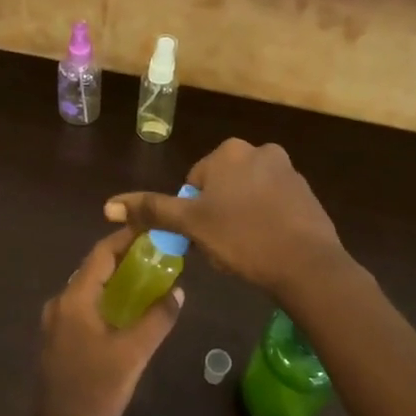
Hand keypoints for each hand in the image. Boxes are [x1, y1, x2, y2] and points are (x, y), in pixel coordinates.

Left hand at [35, 229, 184, 415]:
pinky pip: (87, 307)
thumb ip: (157, 319)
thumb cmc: (96, 391)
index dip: (126, 238)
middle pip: (95, 269)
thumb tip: (177, 292)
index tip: (153, 229)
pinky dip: (109, 300)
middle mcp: (60, 303)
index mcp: (74, 300)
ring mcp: (57, 323)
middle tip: (159, 254)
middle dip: (126, 258)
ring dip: (118, 280)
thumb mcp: (133, 353)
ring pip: (91, 289)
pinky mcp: (60, 339)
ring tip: (150, 277)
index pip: (101, 254)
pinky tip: (131, 310)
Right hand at [104, 138, 347, 295]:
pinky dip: (266, 222)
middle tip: (220, 245)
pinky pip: (274, 205)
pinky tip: (267, 246)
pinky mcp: (307, 194)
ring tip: (244, 249)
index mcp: (230, 151)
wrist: (306, 264)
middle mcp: (261, 151)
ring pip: (248, 196)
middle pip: (222, 186)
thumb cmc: (242, 238)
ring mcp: (289, 171)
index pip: (195, 181)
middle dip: (217, 213)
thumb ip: (152, 210)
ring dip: (240, 217)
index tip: (201, 236)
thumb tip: (108, 205)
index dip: (192, 212)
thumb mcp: (191, 225)